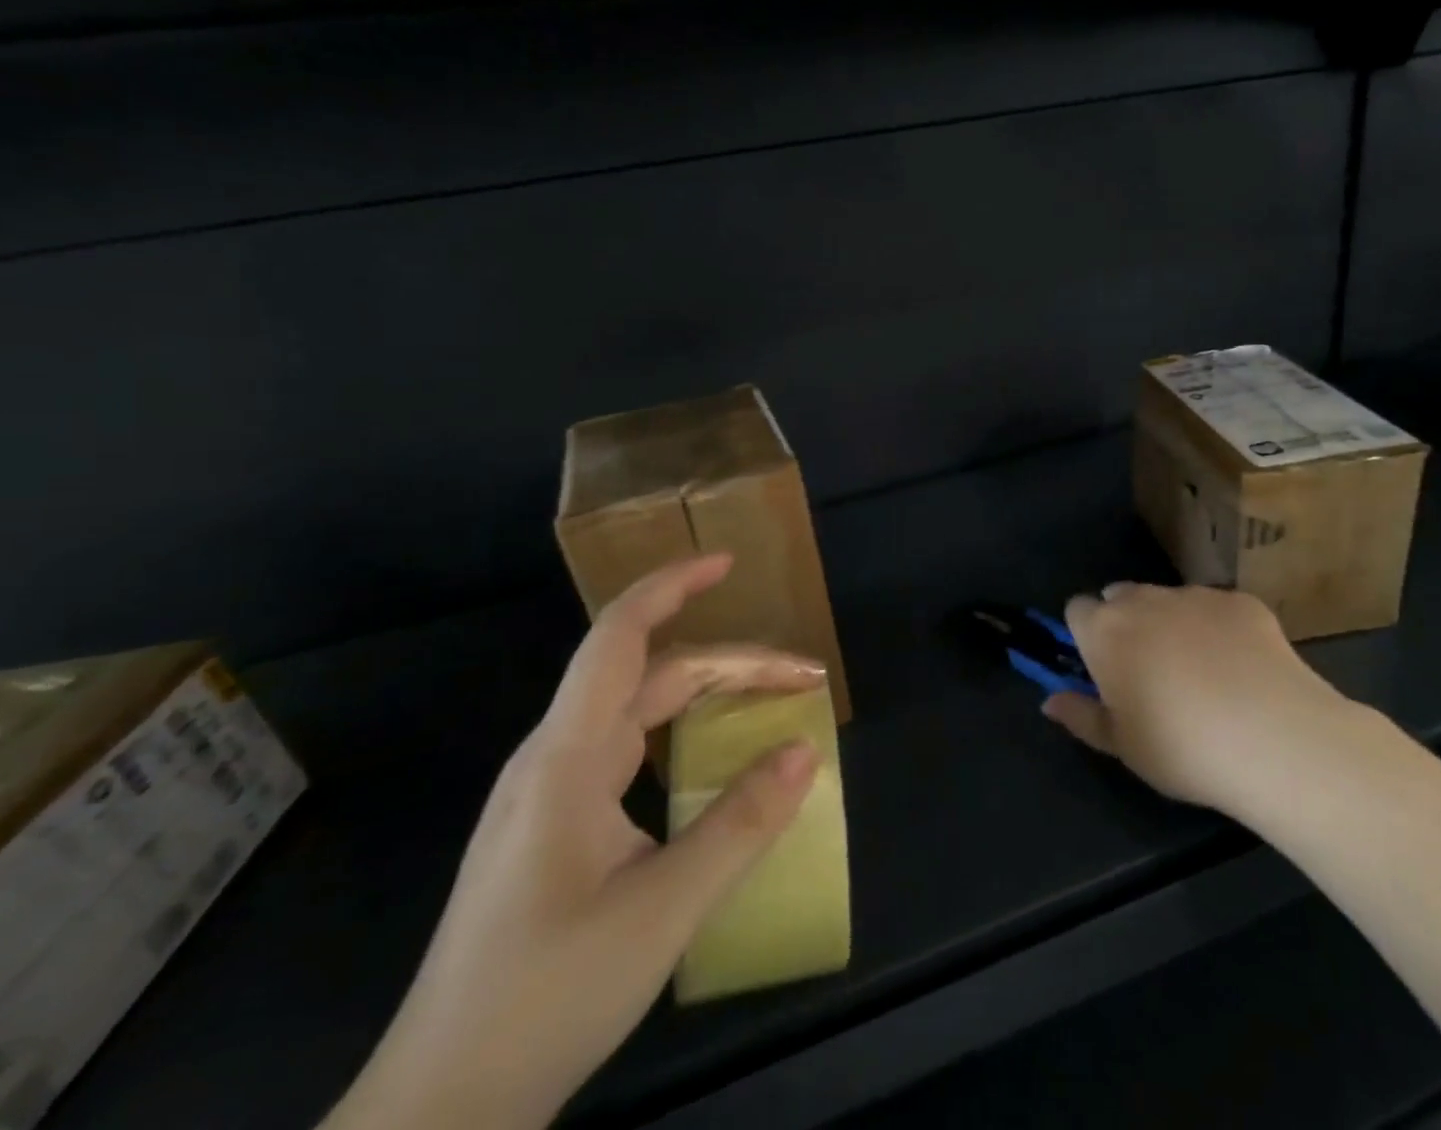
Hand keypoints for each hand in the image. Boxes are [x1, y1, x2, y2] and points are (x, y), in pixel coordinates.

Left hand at [324, 555, 824, 1129]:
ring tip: (769, 705)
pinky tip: (712, 761)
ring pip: (641, 713)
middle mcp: (556, 758)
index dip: (672, 585)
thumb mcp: (661, 911)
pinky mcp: (556, 828)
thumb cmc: (544, 998)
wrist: (439, 1109)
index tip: (727, 563)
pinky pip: (630, 751)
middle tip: (802, 679)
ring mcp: (551, 794)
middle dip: (731, 664)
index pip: (620, 637)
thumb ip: (739, 825)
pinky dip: (684, 734)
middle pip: (651, 675)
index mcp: (567, 757)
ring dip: (708, 696)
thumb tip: (804, 751)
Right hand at [1044, 583, 1370, 818]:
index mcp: (1105, 631)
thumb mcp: (1122, 746)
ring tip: (1200, 671)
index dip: (1085, 634)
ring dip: (1171, 622)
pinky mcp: (1241, 601)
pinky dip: (1219, 628)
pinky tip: (1242, 667)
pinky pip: (1217, 607)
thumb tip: (1048, 701)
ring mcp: (1195, 595)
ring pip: (1169, 599)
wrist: (1274, 737)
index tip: (1101, 666)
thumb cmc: (1181, 748)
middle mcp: (1144, 600)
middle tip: (1148, 670)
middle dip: (1126, 621)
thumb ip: (1081, 716)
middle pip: (1121, 596)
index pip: (1077, 609)